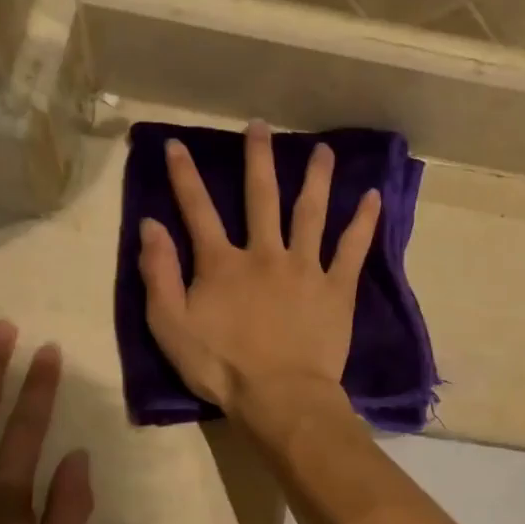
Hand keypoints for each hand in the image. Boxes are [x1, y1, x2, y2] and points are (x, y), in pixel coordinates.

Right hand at [138, 120, 380, 412]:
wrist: (280, 396)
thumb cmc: (222, 367)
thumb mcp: (171, 327)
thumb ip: (159, 274)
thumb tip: (150, 225)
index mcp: (222, 264)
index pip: (198, 210)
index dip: (184, 176)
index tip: (177, 144)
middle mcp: (265, 253)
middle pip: (261, 197)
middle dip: (258, 159)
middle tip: (260, 127)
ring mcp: (305, 268)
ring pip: (311, 212)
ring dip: (316, 178)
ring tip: (323, 150)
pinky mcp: (336, 288)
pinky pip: (352, 249)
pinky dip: (363, 223)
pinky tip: (373, 197)